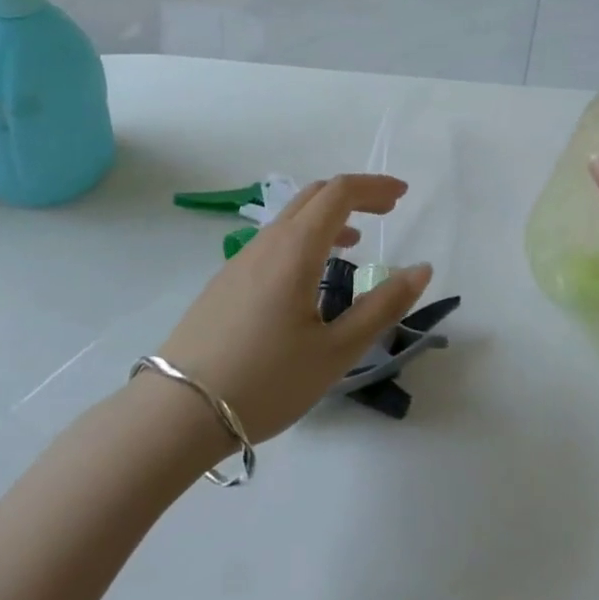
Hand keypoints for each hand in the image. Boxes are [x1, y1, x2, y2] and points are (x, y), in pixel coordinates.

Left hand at [155, 174, 432, 442]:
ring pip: (290, 218)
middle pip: (314, 196)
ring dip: (328, 217)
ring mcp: (240, 261)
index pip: (339, 193)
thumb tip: (421, 269)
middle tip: (387, 211)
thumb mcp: (335, 352)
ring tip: (355, 242)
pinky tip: (310, 277)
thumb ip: (382, 306)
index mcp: (295, 249)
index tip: (403, 195)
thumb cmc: (265, 382)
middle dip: (355, 195)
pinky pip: (273, 241)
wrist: (177, 413)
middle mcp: (266, 243)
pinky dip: (304, 238)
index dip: (374, 186)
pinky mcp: (225, 282)